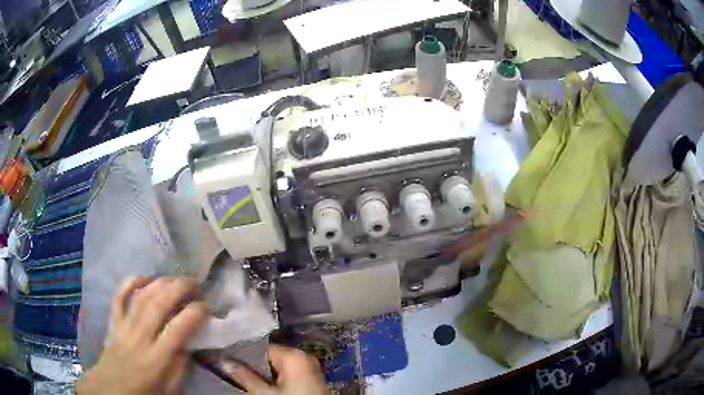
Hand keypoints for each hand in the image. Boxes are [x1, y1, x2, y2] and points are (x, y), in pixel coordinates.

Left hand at [77, 277, 208, 394]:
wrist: (111, 389)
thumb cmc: (144, 393)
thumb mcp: (169, 389)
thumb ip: (180, 366)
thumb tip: (189, 342)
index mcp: (156, 359)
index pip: (178, 328)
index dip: (195, 313)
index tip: (207, 306)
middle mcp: (139, 338)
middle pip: (158, 304)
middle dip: (179, 288)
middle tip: (195, 283)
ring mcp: (124, 327)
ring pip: (141, 297)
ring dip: (160, 282)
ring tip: (175, 278)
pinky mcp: (113, 322)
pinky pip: (119, 297)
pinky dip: (130, 283)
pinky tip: (143, 277)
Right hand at [220, 344, 326, 394]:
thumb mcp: (265, 393)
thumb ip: (245, 376)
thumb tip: (225, 361)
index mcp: (294, 355)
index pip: (262, 349)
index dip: (245, 356)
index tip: (230, 362)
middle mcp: (304, 357)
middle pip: (271, 358)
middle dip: (255, 366)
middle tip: (237, 373)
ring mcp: (311, 369)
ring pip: (280, 367)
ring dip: (265, 375)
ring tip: (248, 380)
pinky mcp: (313, 380)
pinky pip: (290, 375)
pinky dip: (278, 380)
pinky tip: (267, 388)